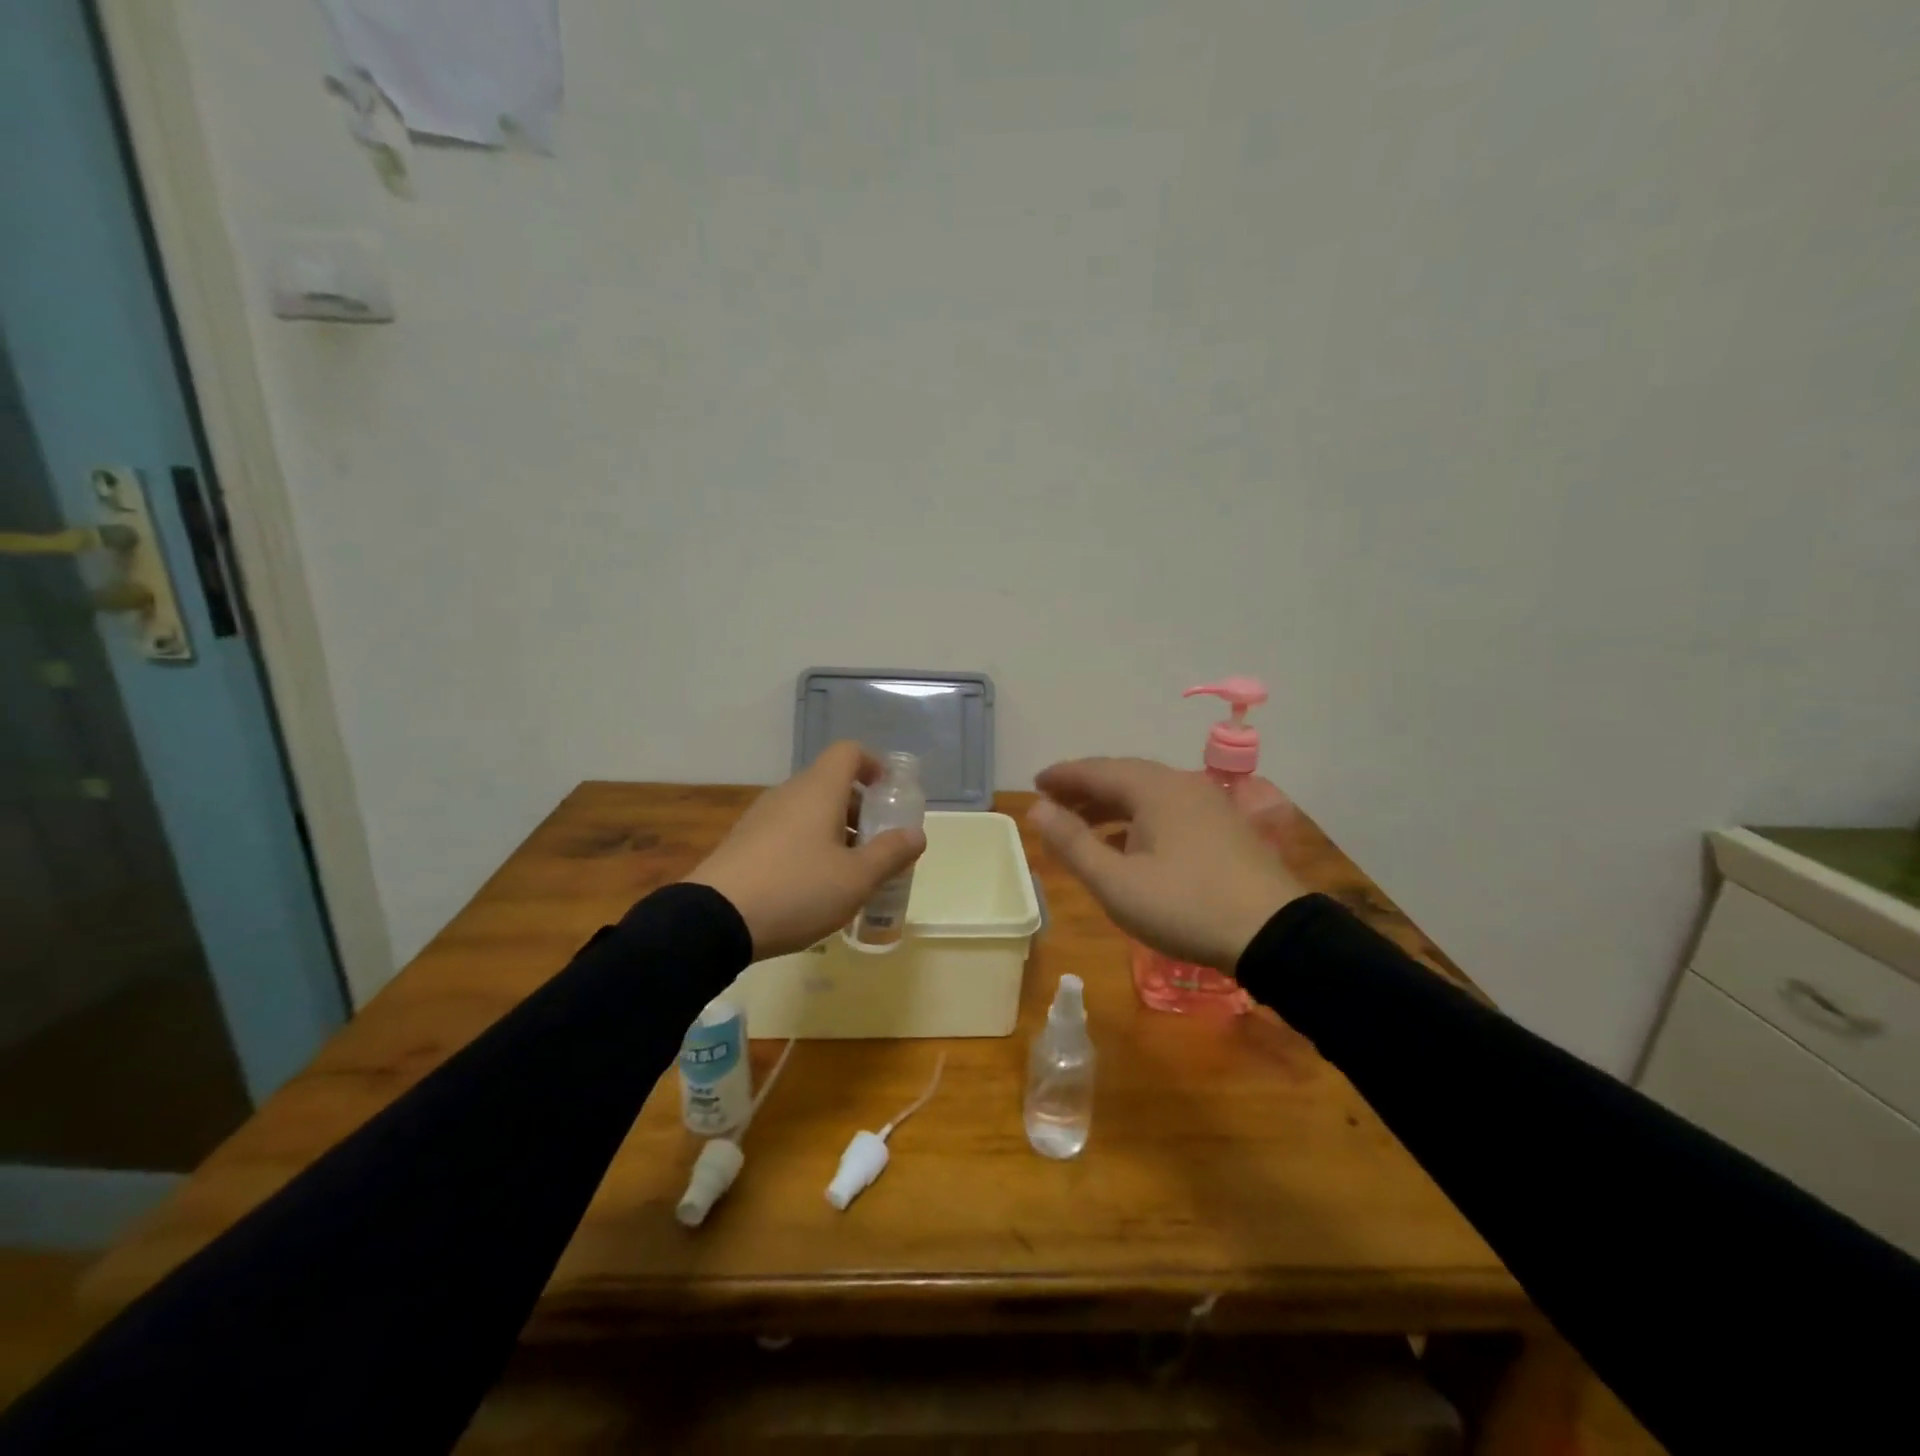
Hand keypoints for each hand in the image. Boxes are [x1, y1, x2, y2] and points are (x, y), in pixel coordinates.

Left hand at [684, 741, 926, 958]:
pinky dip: (808, 846)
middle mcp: (788, 793)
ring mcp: (761, 817)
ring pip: (808, 810)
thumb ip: (891, 853)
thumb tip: (916, 834)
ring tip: (847, 873)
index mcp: (818, 789)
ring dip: (835, 831)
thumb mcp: (857, 878)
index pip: (849, 752)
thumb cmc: (797, 889)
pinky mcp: (743, 842)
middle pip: (831, 784)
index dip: (874, 766)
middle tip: (876, 847)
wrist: (715, 920)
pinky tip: (811, 887)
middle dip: (860, 810)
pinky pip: (787, 831)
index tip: (888, 796)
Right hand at [1029, 757, 1305, 970]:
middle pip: (1122, 776)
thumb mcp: (1117, 883)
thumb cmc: (1185, 907)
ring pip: (1147, 793)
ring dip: (1111, 805)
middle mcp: (1180, 784)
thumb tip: (1037, 808)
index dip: (1062, 776)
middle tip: (1053, 805)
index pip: (1095, 770)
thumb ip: (1073, 843)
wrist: (1275, 934)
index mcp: (1153, 788)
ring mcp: (1207, 803)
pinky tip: (1129, 844)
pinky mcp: (1224, 826)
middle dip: (1084, 789)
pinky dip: (1138, 818)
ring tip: (1083, 825)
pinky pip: (1168, 809)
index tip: (1035, 784)